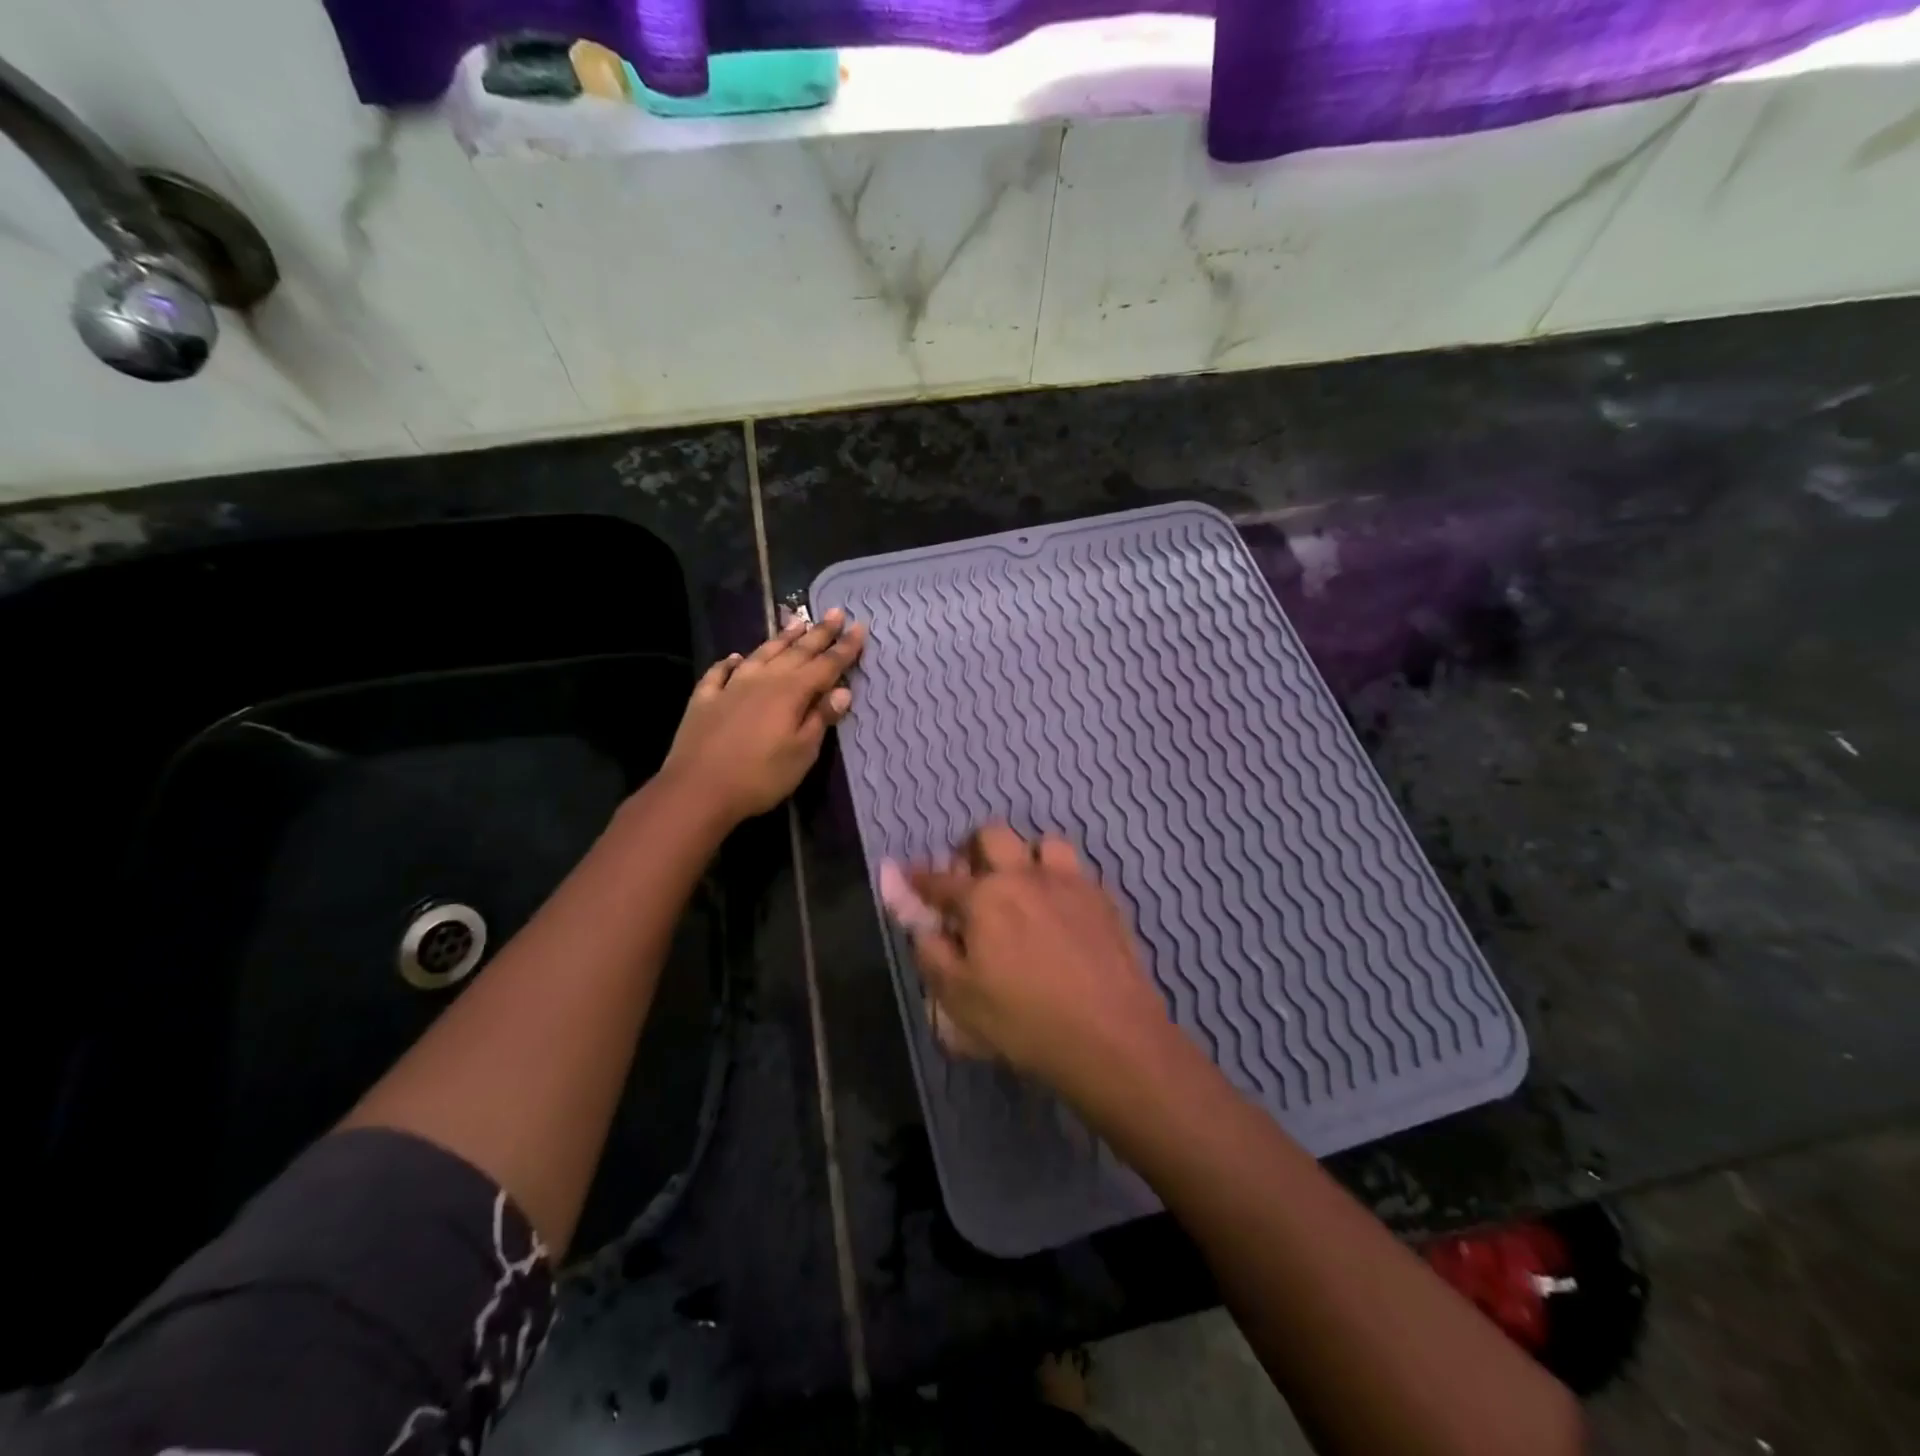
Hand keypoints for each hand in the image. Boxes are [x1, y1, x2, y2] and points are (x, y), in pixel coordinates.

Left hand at [661, 609, 864, 824]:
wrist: (697, 789)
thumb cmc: (760, 776)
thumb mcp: (802, 753)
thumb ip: (820, 719)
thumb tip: (842, 690)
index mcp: (791, 692)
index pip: (826, 665)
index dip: (845, 648)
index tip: (859, 626)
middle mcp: (763, 680)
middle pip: (796, 652)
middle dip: (819, 633)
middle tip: (835, 612)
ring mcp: (731, 686)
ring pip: (761, 654)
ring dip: (781, 638)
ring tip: (796, 622)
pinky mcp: (705, 699)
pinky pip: (720, 672)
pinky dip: (731, 662)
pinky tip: (736, 658)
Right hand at [885, 824, 1174, 1103]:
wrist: (1111, 1036)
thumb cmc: (1025, 1022)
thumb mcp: (959, 999)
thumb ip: (932, 954)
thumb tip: (925, 928)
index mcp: (984, 897)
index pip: (940, 879)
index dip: (919, 878)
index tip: (909, 876)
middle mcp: (1024, 876)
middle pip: (993, 836)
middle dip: (973, 849)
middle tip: (970, 877)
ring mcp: (1069, 882)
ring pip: (1042, 843)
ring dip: (1025, 857)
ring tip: (1022, 886)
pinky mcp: (1103, 899)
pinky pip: (1076, 871)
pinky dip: (1059, 880)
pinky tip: (1060, 909)